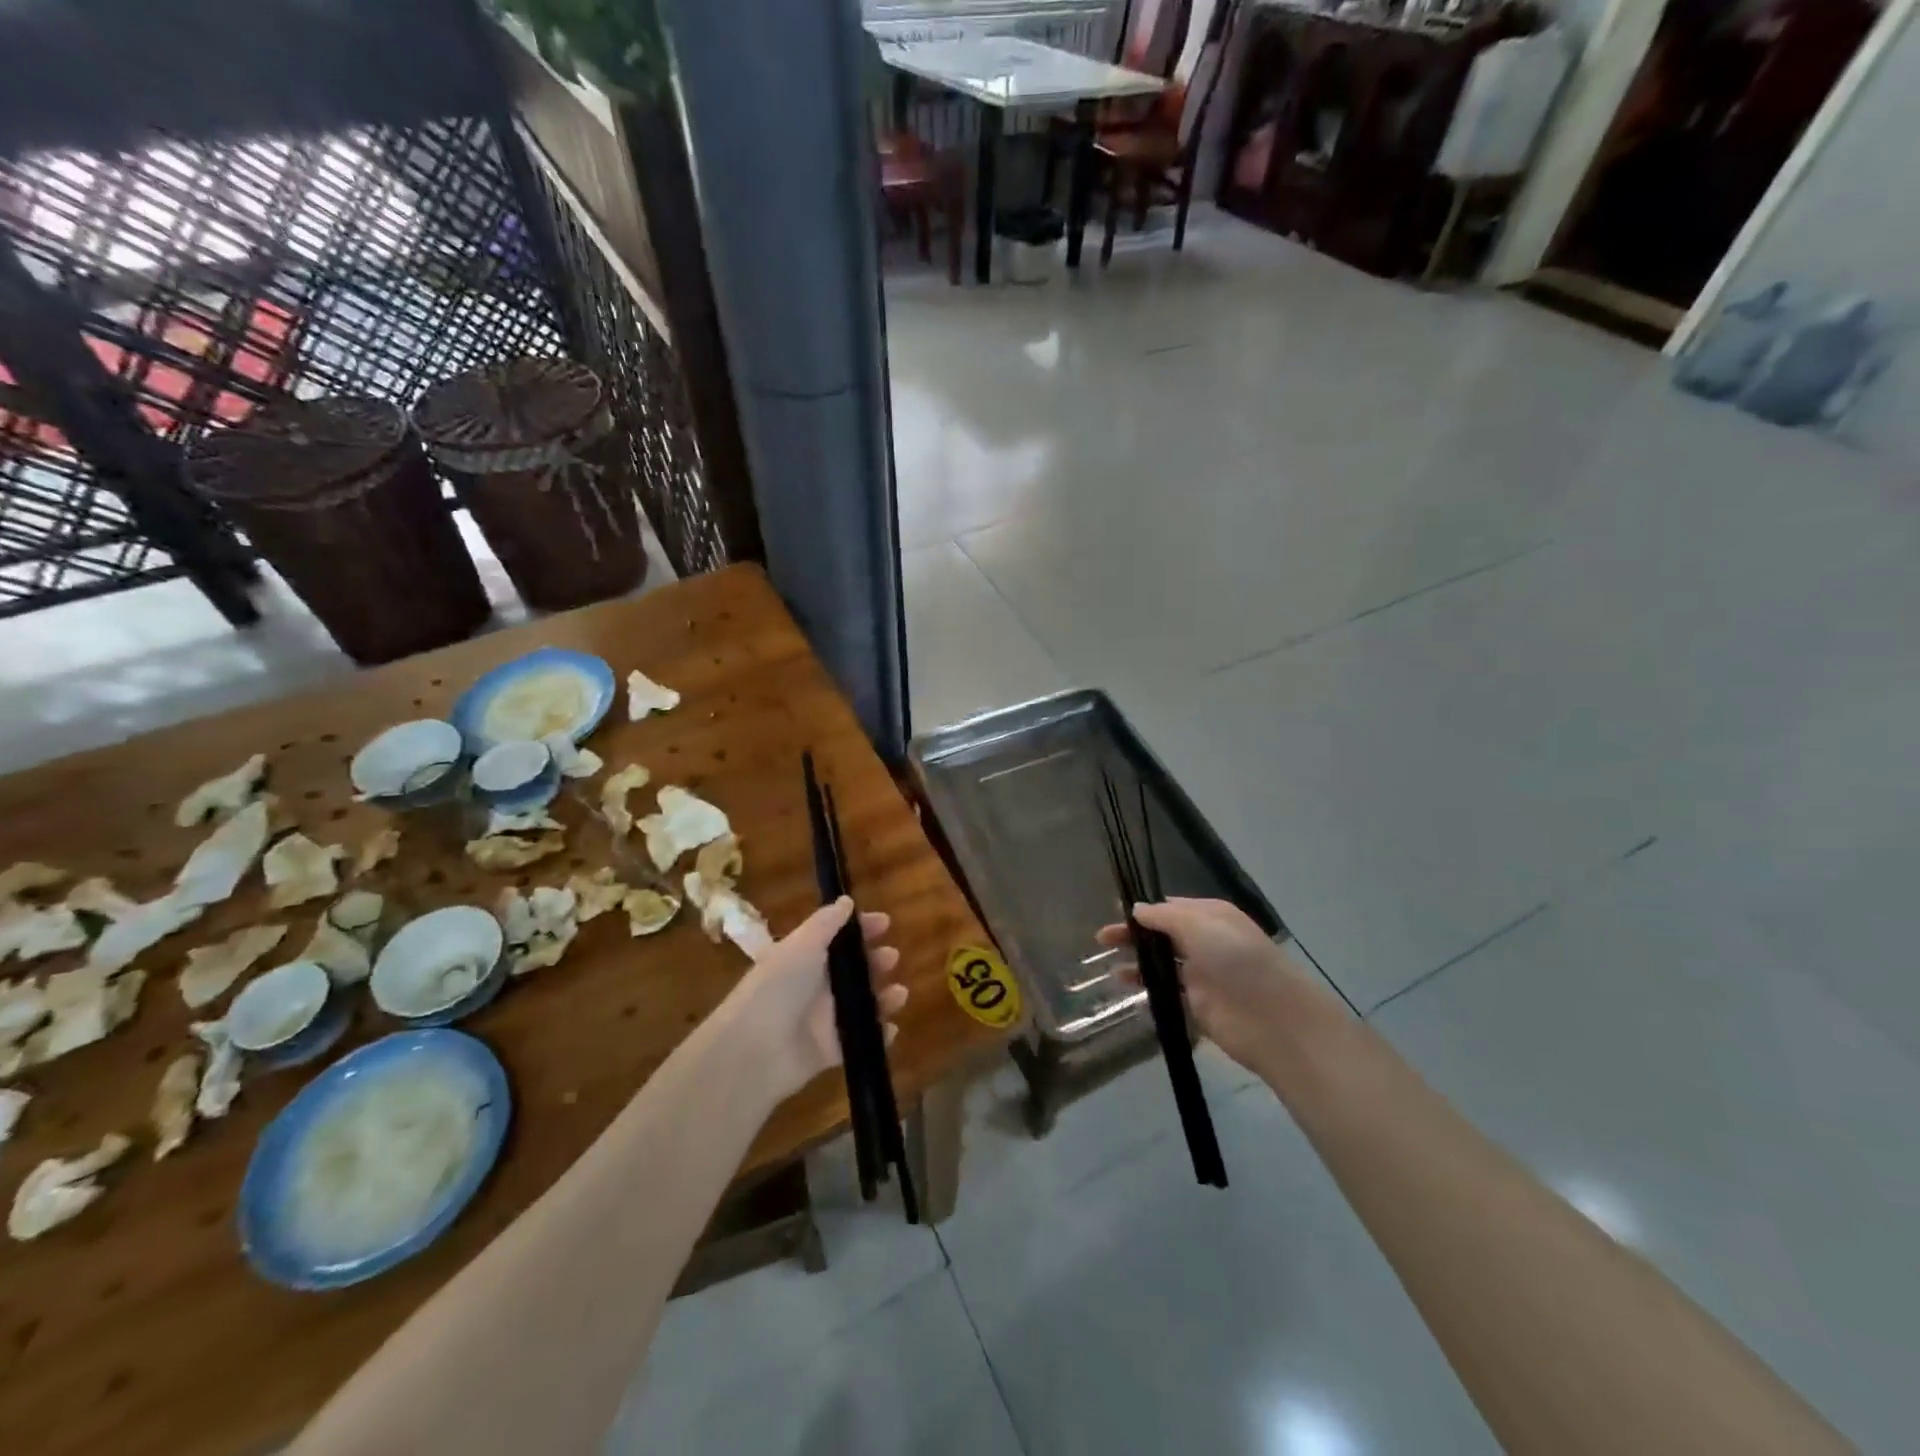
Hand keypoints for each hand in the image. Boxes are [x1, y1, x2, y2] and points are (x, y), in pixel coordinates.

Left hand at [715, 897, 907, 1102]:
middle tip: (892, 958)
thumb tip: (846, 900)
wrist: (755, 1049)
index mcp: (804, 958)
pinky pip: (860, 1039)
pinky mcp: (830, 1050)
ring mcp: (823, 1020)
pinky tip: (891, 1028)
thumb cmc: (779, 987)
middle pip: (852, 971)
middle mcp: (814, 986)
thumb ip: (826, 923)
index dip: (861, 930)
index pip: (837, 938)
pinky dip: (877, 1034)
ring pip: (861, 1004)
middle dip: (875, 962)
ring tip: (899, 994)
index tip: (886, 923)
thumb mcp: (802, 945)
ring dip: (883, 998)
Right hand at [1098, 898, 1333, 1081]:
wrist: (1272, 1018)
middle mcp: (1206, 941)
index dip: (1142, 910)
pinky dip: (1147, 988)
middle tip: (1102, 940)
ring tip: (1109, 967)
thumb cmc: (1236, 959)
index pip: (1170, 907)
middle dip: (1133, 935)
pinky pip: (1166, 991)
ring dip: (1137, 963)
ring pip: (1162, 963)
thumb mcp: (1199, 925)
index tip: (1113, 913)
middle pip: (1162, 934)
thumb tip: (1136, 910)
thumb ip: (1163, 917)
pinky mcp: (1197, 1004)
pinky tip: (1126, 987)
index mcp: (1211, 916)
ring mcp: (1201, 974)